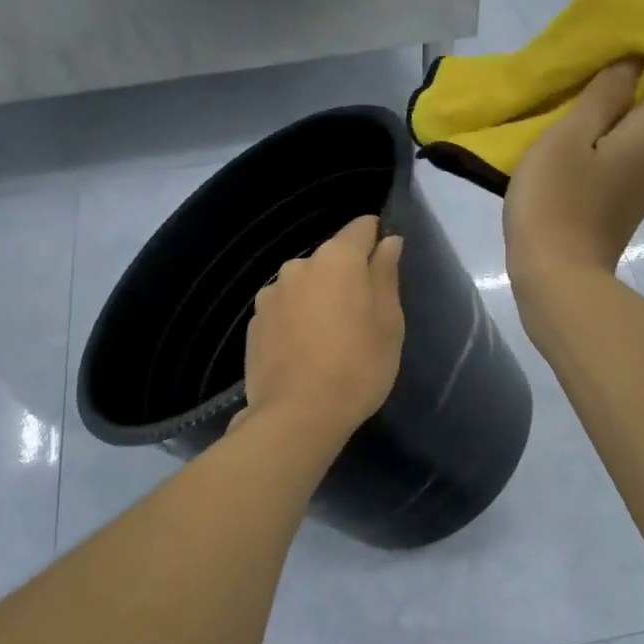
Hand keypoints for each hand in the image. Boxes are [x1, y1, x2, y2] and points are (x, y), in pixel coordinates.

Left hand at [239, 215, 404, 439]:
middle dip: (346, 278)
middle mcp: (298, 265)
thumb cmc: (358, 367)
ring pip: (304, 285)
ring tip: (328, 339)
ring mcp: (271, 294)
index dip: (376, 240)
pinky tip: (303, 352)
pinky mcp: (254, 322)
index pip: (361, 228)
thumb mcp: (389, 322)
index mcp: (337, 259)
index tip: (384, 267)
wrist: (298, 416)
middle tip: (361, 317)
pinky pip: (284, 310)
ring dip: (318, 299)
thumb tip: (388, 241)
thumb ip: (386, 274)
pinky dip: (296, 320)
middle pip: (331, 259)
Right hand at [504, 56, 643, 294]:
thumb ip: (602, 95)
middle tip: (574, 88)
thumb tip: (631, 61)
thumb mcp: (569, 136)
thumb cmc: (557, 203)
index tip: (607, 59)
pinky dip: (596, 153)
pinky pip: (617, 167)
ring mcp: (640, 192)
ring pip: (632, 139)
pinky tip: (561, 163)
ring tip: (561, 124)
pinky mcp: (619, 213)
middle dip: (621, 89)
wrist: (556, 282)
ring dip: (604, 124)